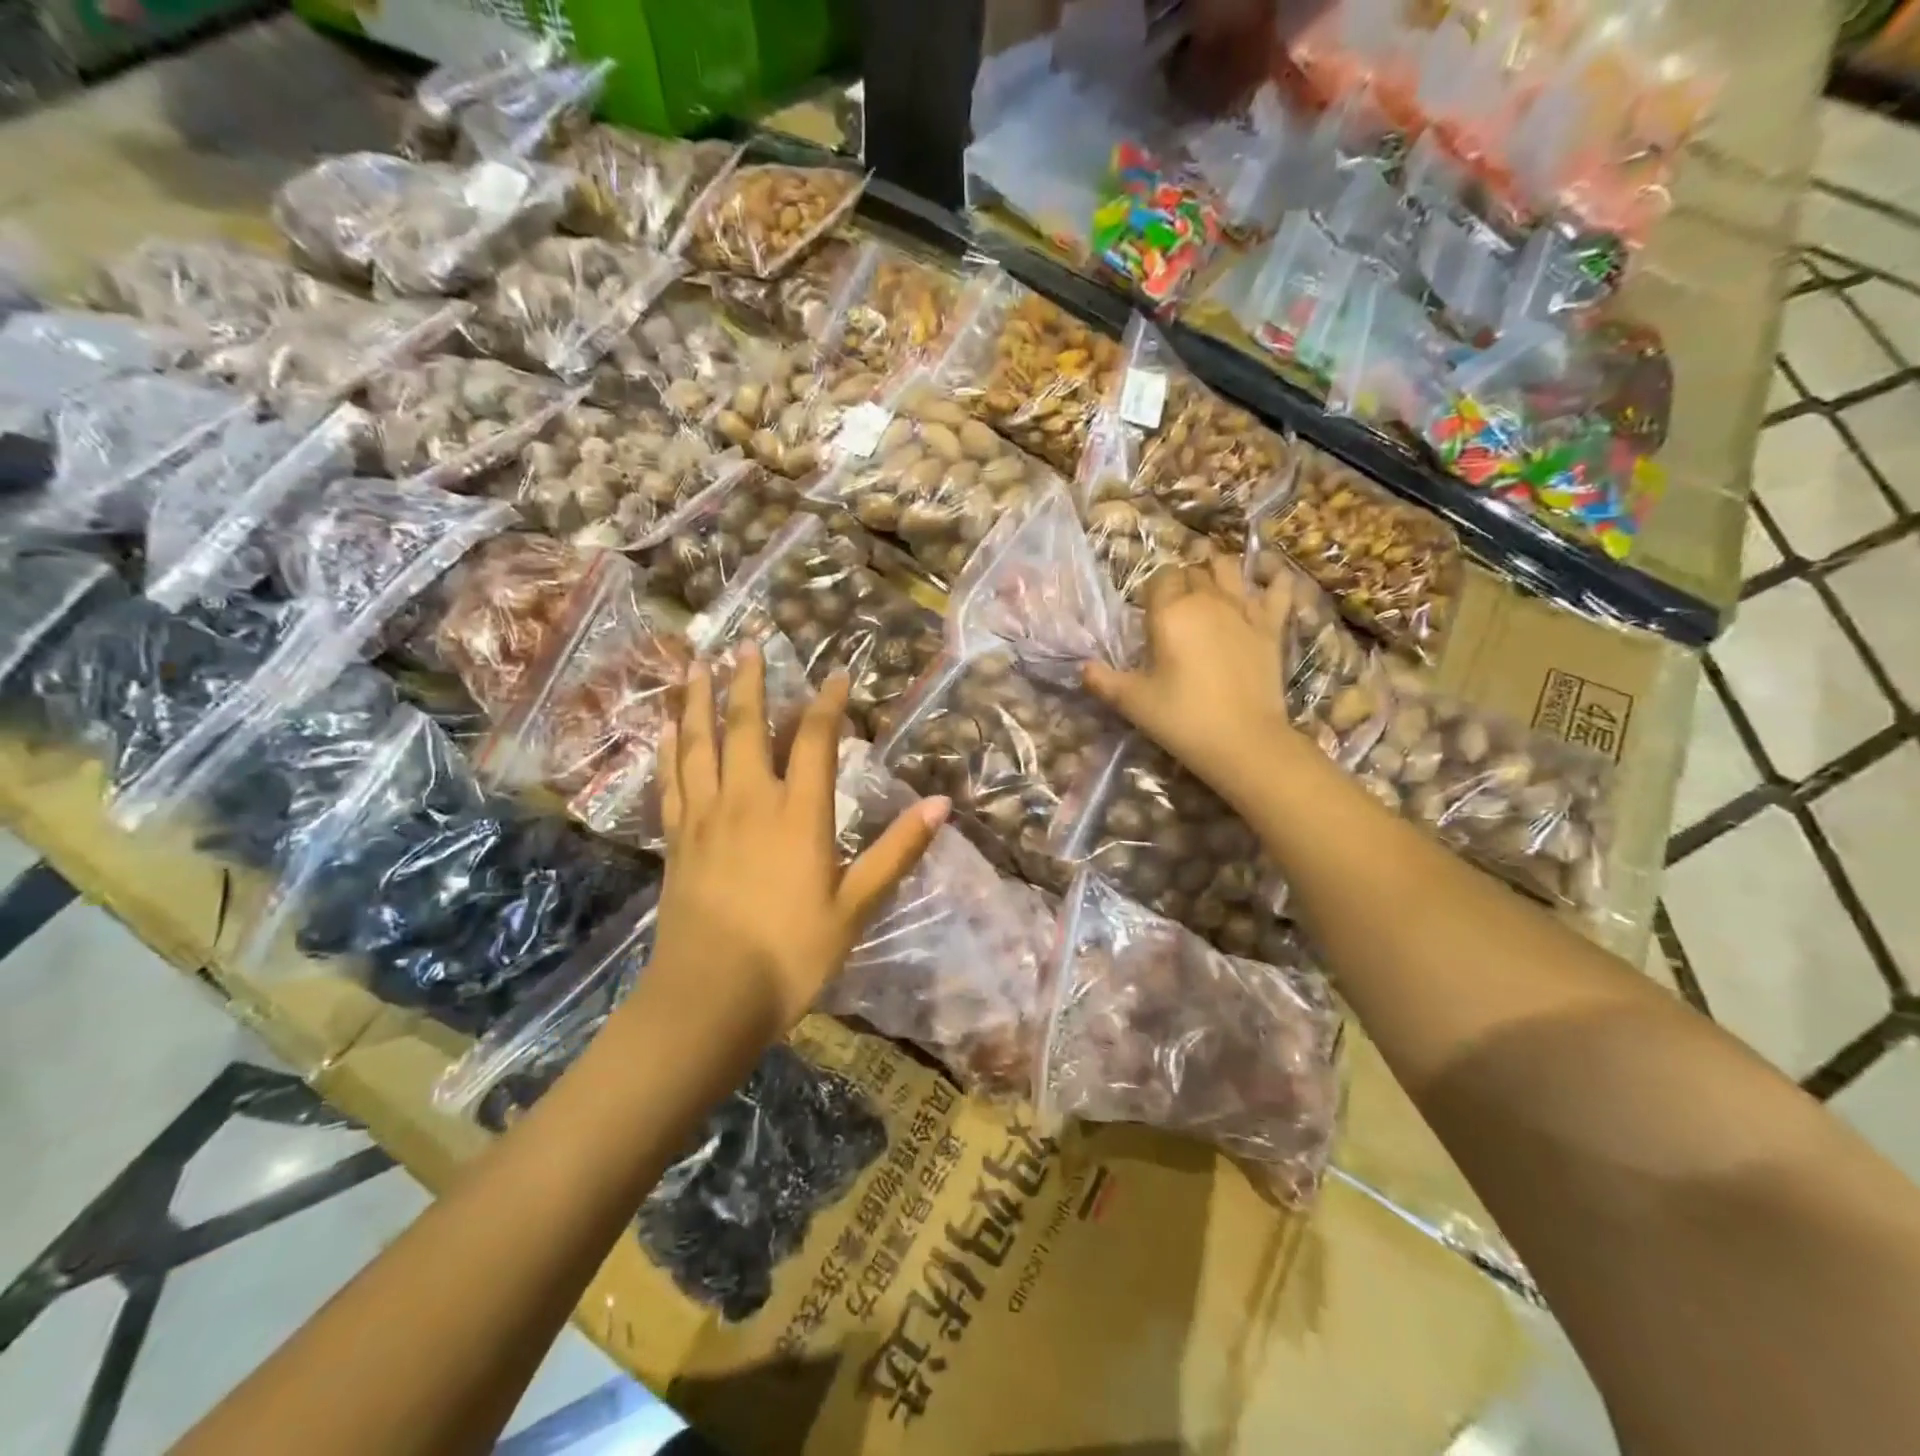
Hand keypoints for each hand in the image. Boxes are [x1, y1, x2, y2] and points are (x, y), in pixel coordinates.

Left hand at [652, 644, 948, 1034]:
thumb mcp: (856, 906)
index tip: (837, 674)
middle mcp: (749, 800)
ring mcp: (706, 817)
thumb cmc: (791, 953)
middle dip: (749, 682)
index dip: (828, 702)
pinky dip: (668, 750)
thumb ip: (897, 851)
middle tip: (748, 644)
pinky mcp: (677, 839)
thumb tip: (941, 805)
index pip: (815, 740)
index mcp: (798, 813)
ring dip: (699, 701)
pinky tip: (665, 730)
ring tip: (696, 665)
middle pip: (747, 726)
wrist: (710, 997)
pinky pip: (671, 781)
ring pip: (699, 743)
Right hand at [1083, 556, 1294, 788]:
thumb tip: (1083, 668)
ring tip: (1210, 583)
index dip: (1152, 590)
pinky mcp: (1271, 626)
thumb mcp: (1132, 702)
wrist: (1244, 741)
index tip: (1147, 612)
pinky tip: (1267, 581)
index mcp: (1169, 613)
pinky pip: (1278, 589)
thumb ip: (1103, 681)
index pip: (1159, 578)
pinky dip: (1274, 580)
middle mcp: (1206, 601)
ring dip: (1217, 570)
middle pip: (1192, 571)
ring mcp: (1243, 610)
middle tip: (1174, 606)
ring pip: (1229, 569)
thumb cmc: (1182, 719)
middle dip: (1181, 580)